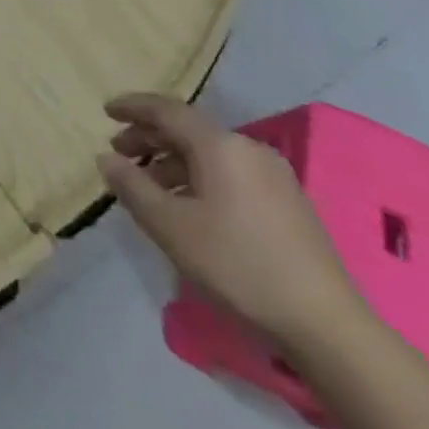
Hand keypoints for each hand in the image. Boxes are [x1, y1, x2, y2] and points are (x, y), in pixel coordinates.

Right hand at [96, 94, 367, 350]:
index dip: (133, 107)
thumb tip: (107, 158)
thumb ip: (132, 186)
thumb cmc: (236, 264)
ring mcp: (273, 175)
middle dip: (149, 137)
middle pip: (188, 130)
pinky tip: (185, 205)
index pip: (167, 110)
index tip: (105, 111)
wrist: (323, 321)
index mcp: (220, 146)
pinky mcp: (285, 201)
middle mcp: (248, 149)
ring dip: (171, 161)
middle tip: (118, 153)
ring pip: (209, 153)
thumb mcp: (169, 225)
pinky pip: (229, 172)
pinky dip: (197, 177)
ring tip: (146, 185)